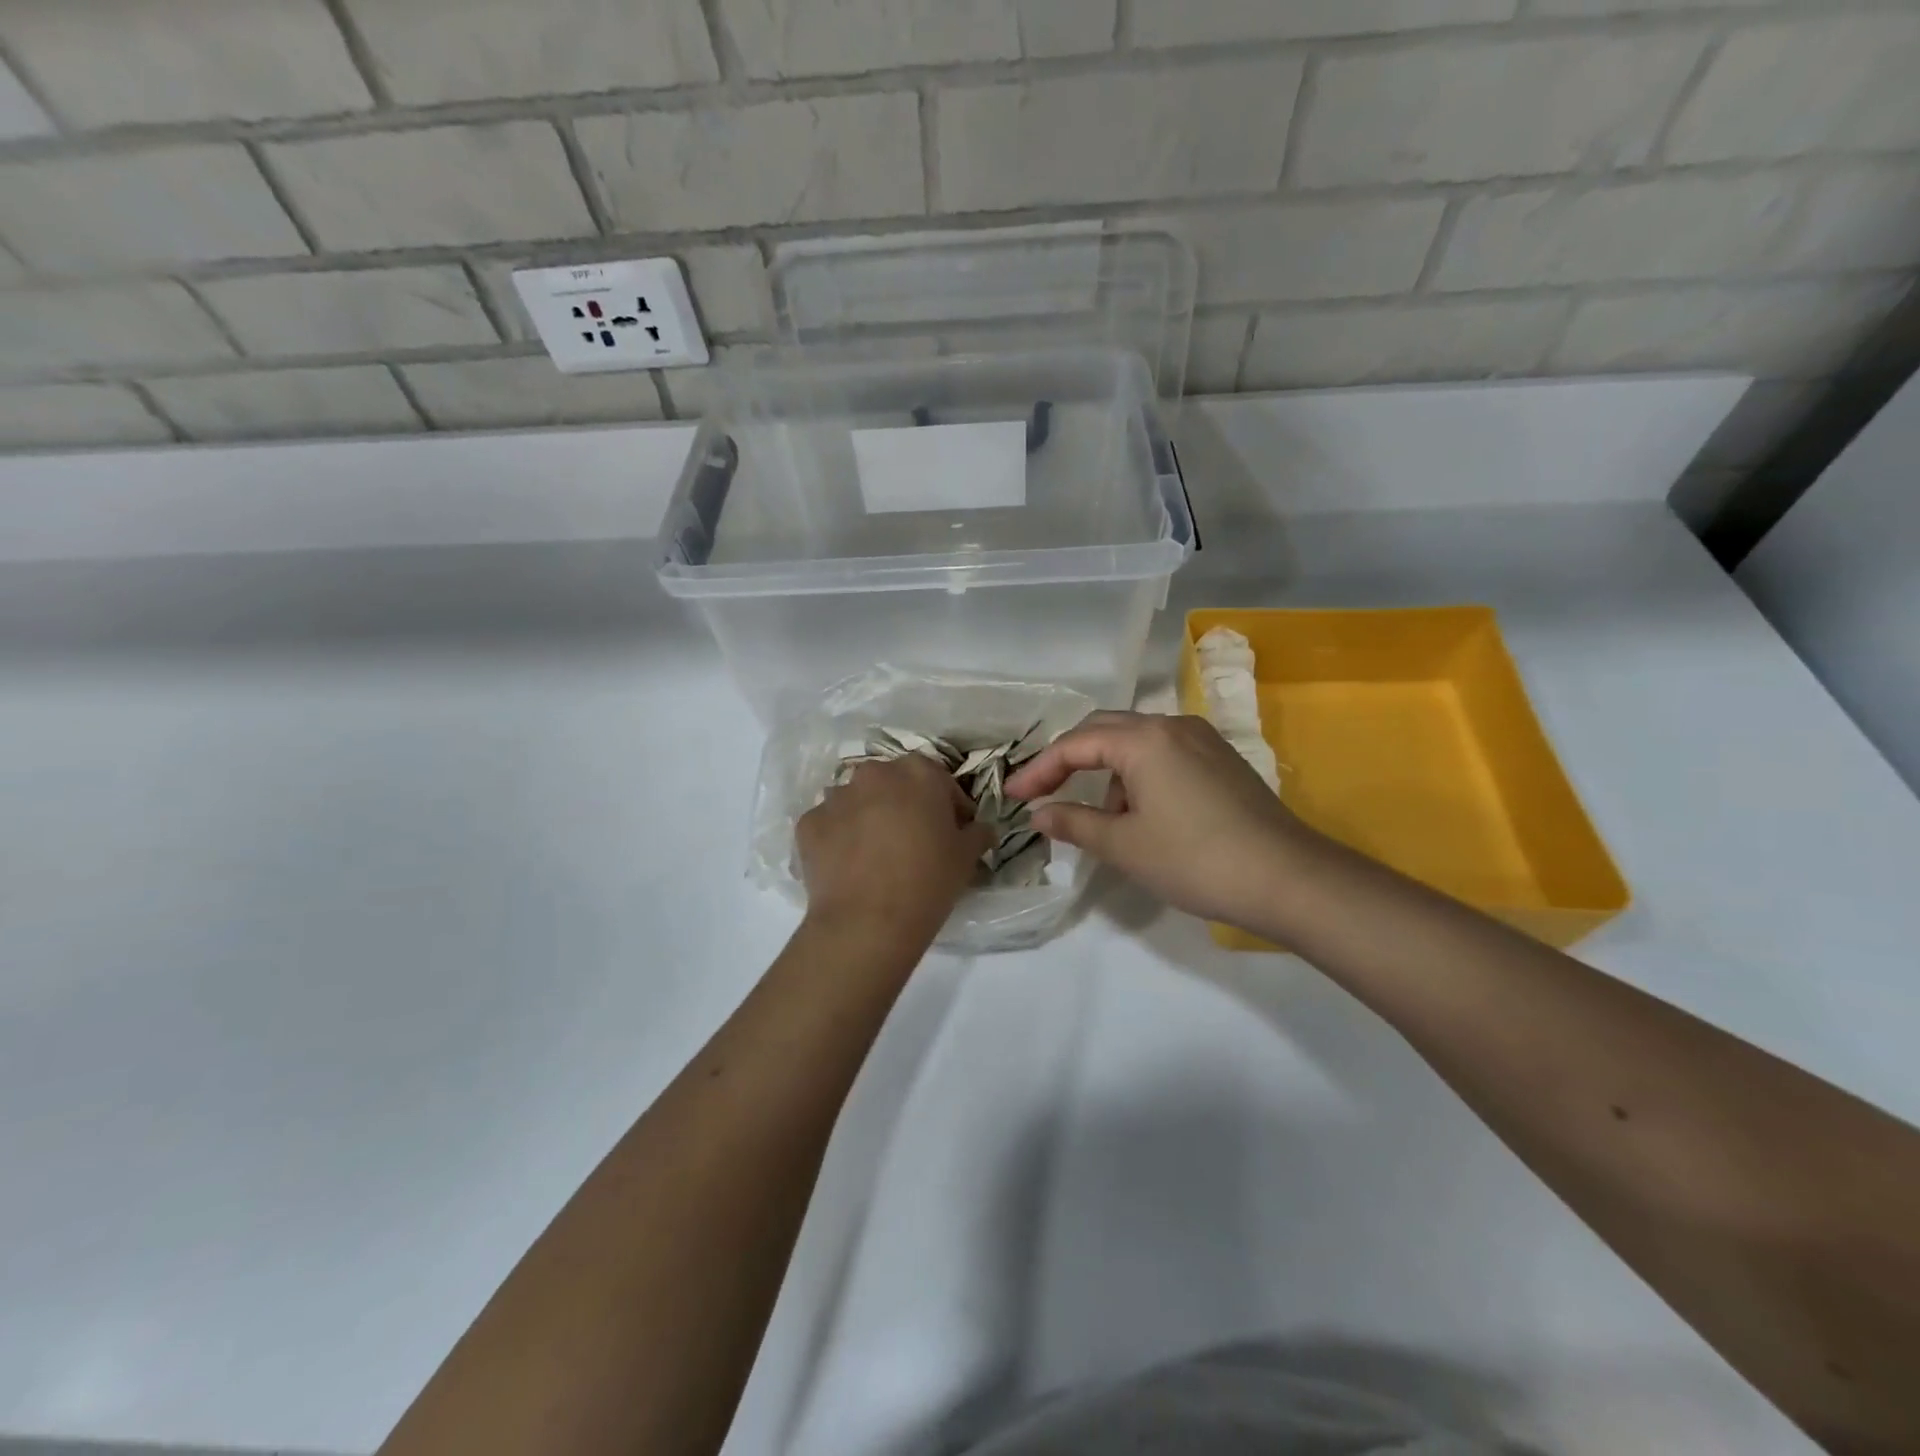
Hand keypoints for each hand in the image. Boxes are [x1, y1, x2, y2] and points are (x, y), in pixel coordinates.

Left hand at [797, 755, 992, 943]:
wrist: (867, 921)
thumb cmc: (928, 881)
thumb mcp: (967, 857)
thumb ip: (977, 832)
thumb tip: (980, 829)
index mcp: (918, 772)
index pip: (940, 781)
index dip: (949, 806)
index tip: (954, 831)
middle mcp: (874, 773)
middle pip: (895, 784)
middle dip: (905, 805)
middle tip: (914, 840)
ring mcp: (836, 796)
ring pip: (858, 801)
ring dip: (869, 817)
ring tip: (877, 854)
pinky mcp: (808, 823)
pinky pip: (830, 824)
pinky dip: (839, 837)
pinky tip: (849, 865)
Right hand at [1005, 711, 1317, 928]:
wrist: (1289, 879)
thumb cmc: (1195, 859)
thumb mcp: (1124, 845)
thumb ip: (1074, 823)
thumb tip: (1040, 814)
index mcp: (1144, 739)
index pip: (1075, 744)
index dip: (1038, 770)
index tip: (1012, 796)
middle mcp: (1173, 726)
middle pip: (1104, 730)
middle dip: (1068, 760)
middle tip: (1041, 792)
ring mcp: (1203, 740)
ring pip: (1136, 742)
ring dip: (1108, 773)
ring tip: (1105, 820)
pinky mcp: (1222, 759)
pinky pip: (1164, 754)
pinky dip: (1139, 776)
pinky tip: (1144, 814)